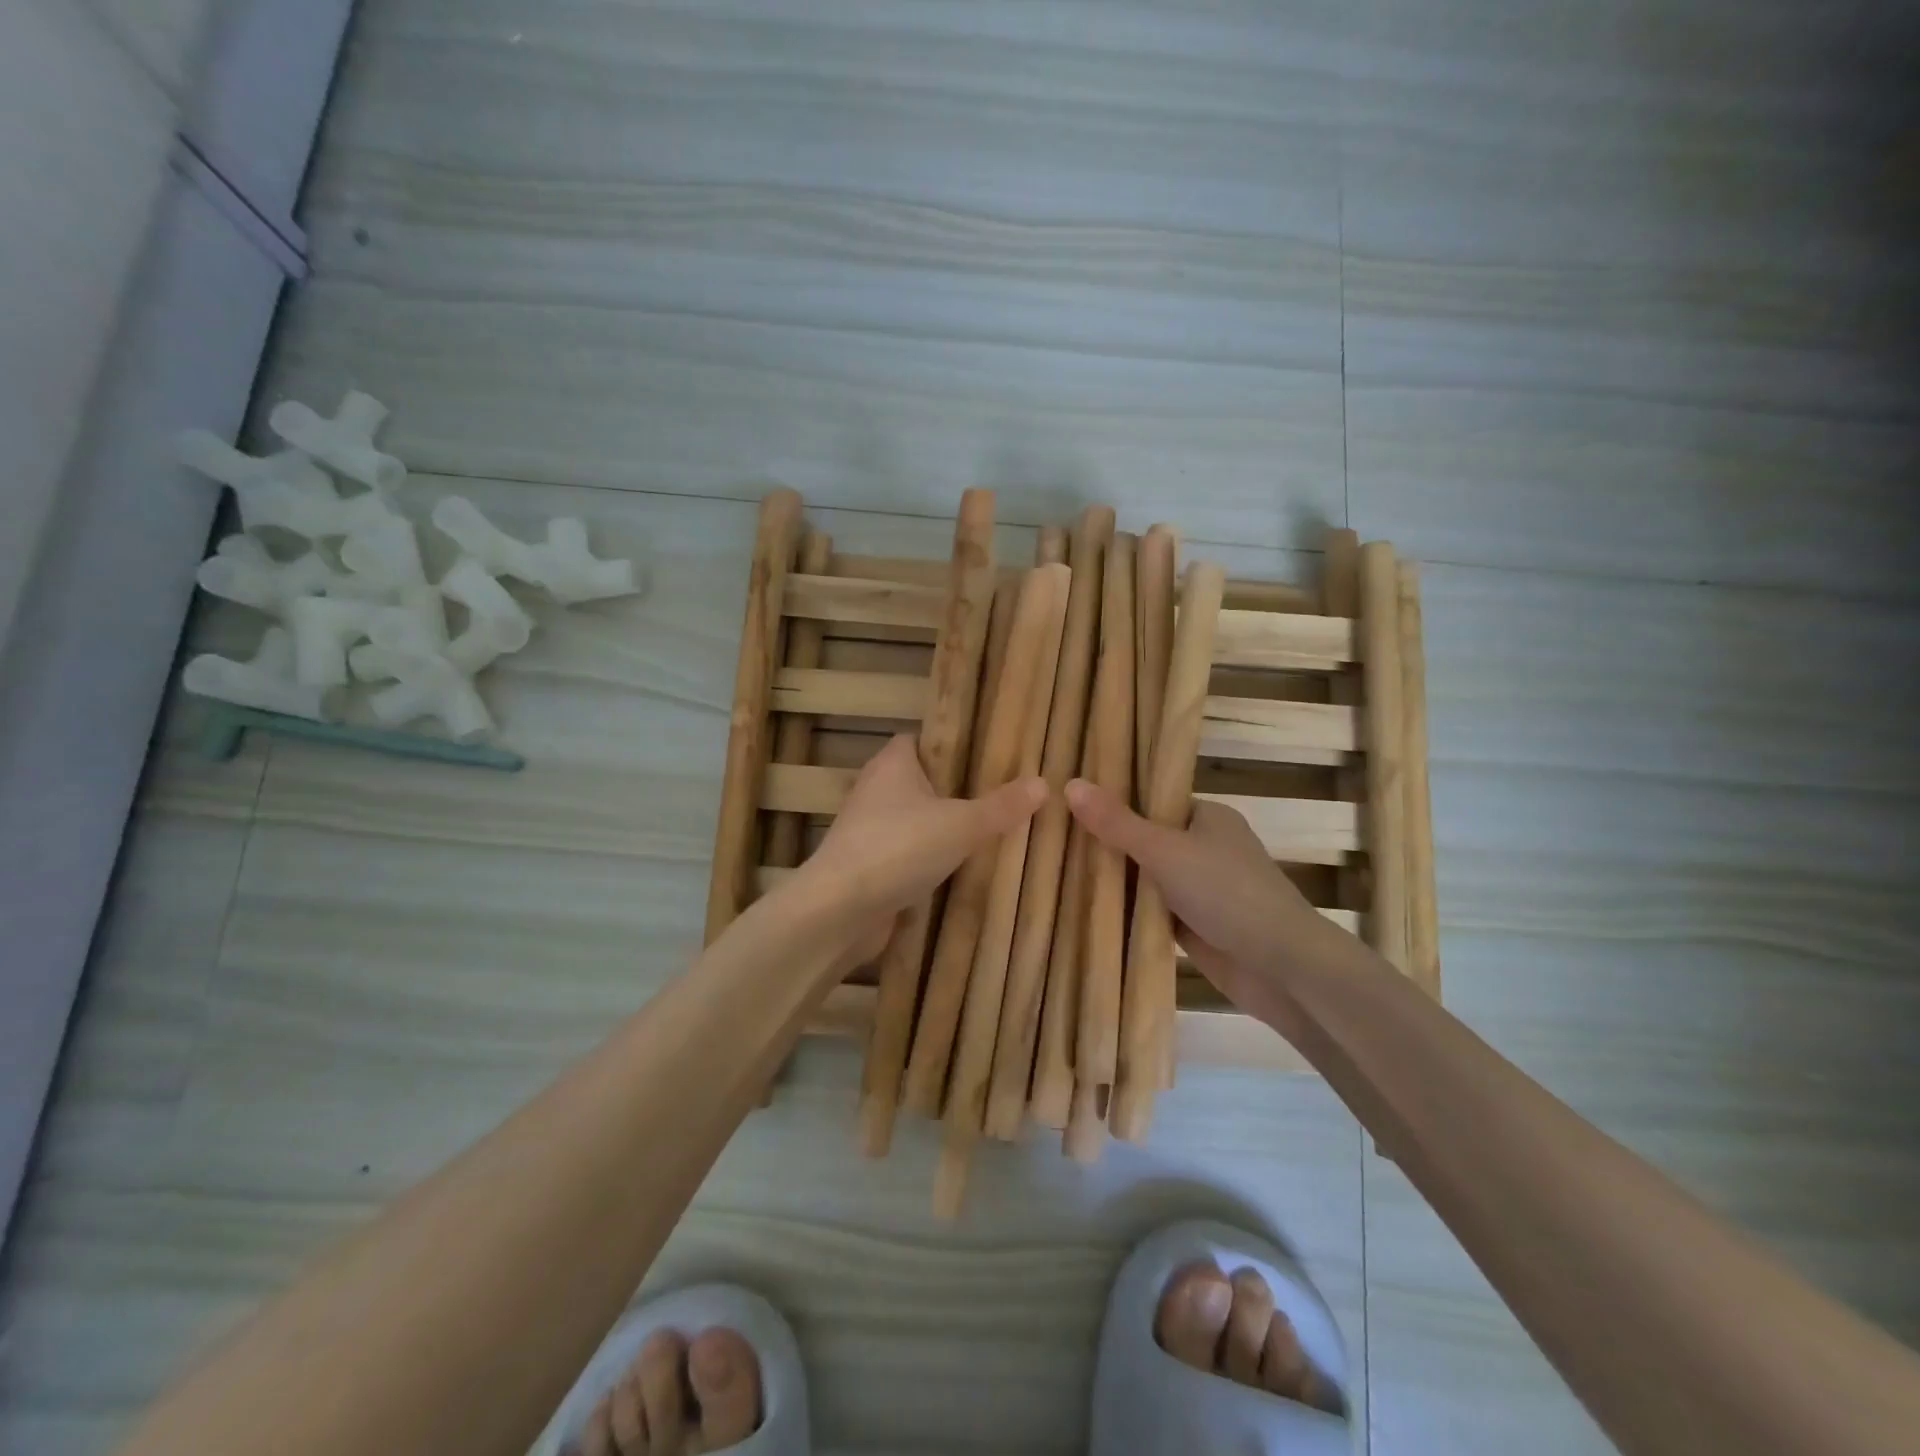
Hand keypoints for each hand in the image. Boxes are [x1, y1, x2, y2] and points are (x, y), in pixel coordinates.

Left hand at [794, 736, 1046, 958]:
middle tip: (1001, 796)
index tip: (988, 756)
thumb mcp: (962, 824)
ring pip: (915, 820)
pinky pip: (907, 853)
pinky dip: (928, 860)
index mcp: (893, 764)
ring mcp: (869, 830)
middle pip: (921, 781)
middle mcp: (876, 790)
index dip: (952, 745)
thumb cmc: (899, 849)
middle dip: (956, 790)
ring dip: (943, 828)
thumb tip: (1043, 782)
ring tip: (990, 833)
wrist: (839, 911)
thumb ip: (1001, 806)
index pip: (921, 740)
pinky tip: (961, 870)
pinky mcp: (868, 865)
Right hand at [1064, 778, 1344, 1021]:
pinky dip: (1127, 909)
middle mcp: (1204, 846)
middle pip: (1145, 838)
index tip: (1069, 801)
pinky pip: (1150, 909)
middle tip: (1054, 835)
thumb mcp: (1164, 850)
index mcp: (1207, 816)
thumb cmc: (1227, 893)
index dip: (1113, 799)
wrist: (1280, 967)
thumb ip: (1116, 822)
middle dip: (1107, 841)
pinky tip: (1084, 904)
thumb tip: (1069, 784)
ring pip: (1146, 876)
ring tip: (1057, 866)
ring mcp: (1200, 888)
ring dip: (1115, 878)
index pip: (1152, 798)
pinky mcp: (1194, 924)